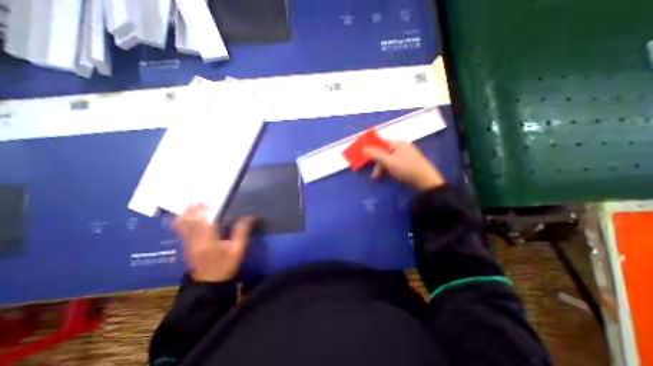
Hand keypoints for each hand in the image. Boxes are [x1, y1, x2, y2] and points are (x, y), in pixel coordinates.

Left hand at [172, 205, 252, 281]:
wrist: (209, 283)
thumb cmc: (226, 266)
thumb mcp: (238, 250)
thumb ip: (241, 233)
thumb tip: (248, 217)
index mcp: (208, 242)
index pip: (203, 222)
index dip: (203, 210)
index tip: (207, 199)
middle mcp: (194, 241)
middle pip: (190, 221)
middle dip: (193, 208)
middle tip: (199, 197)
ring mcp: (187, 243)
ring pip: (182, 224)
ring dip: (186, 212)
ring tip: (192, 202)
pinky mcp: (185, 245)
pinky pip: (180, 230)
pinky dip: (182, 220)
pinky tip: (186, 214)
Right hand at [366, 140, 446, 191]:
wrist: (426, 181)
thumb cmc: (406, 169)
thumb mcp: (389, 162)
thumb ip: (376, 155)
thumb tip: (363, 148)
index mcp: (398, 144)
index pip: (381, 143)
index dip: (372, 149)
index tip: (365, 157)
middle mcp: (402, 147)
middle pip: (384, 153)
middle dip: (378, 164)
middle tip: (374, 175)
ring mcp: (405, 154)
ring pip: (389, 159)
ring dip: (382, 168)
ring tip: (378, 178)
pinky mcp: (408, 162)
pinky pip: (394, 163)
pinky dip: (389, 169)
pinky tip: (388, 175)